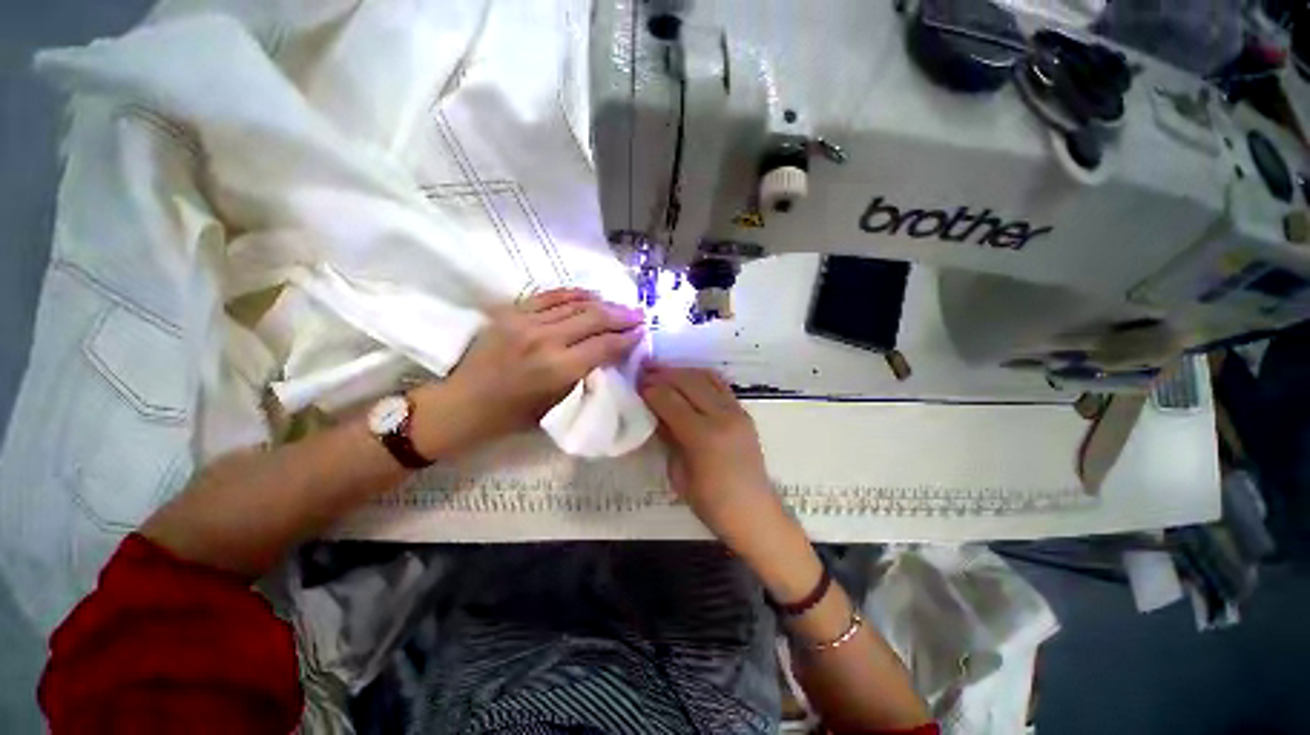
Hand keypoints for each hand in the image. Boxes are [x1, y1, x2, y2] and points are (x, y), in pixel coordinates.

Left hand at [414, 289, 643, 454]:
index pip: (605, 345)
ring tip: (619, 305)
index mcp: (559, 368)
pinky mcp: (511, 312)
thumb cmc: (514, 415)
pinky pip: (550, 296)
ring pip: (575, 304)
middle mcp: (546, 339)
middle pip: (594, 318)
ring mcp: (526, 321)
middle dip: (622, 316)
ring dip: (602, 303)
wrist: (464, 404)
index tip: (642, 332)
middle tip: (639, 314)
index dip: (627, 337)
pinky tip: (590, 294)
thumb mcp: (559, 402)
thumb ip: (586, 373)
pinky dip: (573, 293)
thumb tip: (609, 352)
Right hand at [638, 365, 780, 543]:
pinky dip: (700, 376)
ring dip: (681, 371)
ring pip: (705, 376)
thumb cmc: (710, 502)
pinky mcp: (744, 411)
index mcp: (703, 436)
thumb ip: (667, 437)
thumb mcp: (677, 472)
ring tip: (662, 371)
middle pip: (687, 381)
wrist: (753, 512)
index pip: (670, 400)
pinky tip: (687, 378)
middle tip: (644, 372)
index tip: (635, 384)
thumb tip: (655, 412)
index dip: (650, 389)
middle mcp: (722, 416)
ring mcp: (737, 411)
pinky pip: (720, 384)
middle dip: (662, 374)